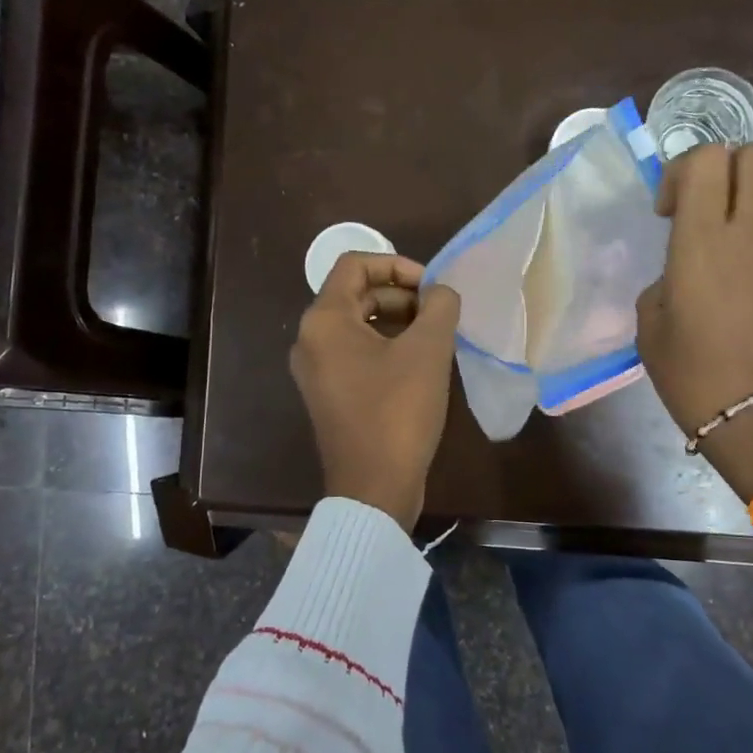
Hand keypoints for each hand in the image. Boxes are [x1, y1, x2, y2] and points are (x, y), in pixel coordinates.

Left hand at [289, 253, 459, 529]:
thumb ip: (439, 307)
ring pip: (358, 326)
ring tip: (436, 337)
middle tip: (439, 314)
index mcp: (324, 321)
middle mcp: (310, 340)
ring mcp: (317, 371)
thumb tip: (441, 292)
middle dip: (402, 295)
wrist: (374, 488)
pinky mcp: (329, 395)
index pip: (354, 265)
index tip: (432, 286)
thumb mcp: (428, 351)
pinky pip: (357, 354)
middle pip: (356, 295)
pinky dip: (387, 348)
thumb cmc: (398, 412)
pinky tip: (421, 365)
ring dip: (398, 322)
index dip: (397, 265)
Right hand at [636, 145, 752, 437]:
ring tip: (720, 272)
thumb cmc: (690, 373)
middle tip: (699, 210)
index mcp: (702, 239)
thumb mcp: (651, 324)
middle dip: (723, 167)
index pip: (706, 158)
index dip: (681, 170)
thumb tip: (682, 277)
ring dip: (739, 218)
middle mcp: (750, 233)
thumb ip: (665, 281)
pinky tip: (745, 304)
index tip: (667, 212)